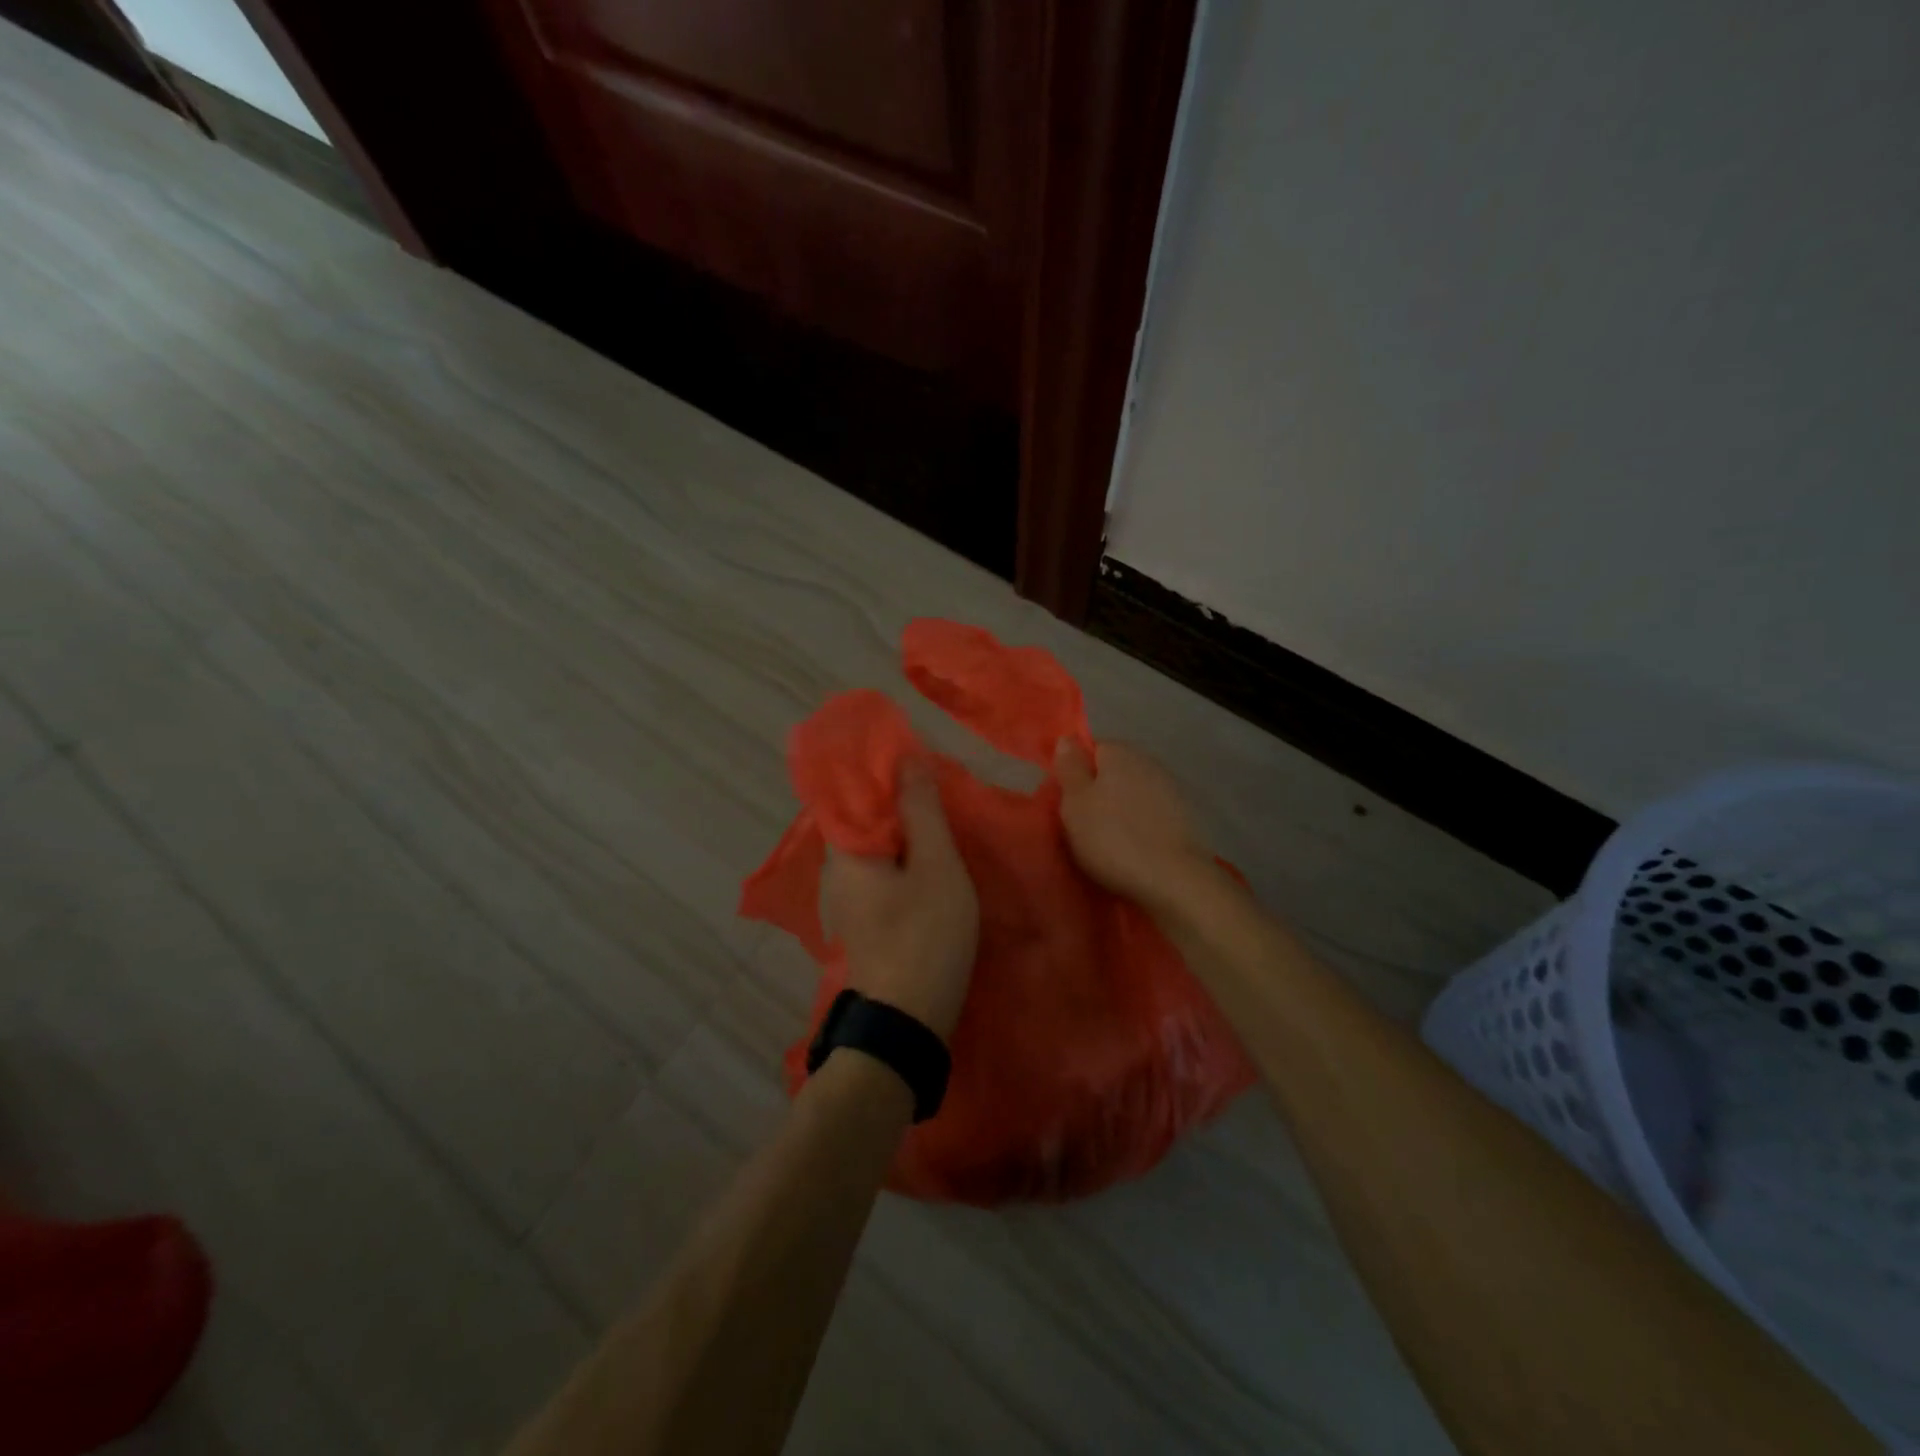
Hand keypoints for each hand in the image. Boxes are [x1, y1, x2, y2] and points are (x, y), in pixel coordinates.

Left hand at [822, 761, 979, 1042]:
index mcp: (845, 848)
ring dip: (905, 826)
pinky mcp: (866, 916)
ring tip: (942, 813)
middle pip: (864, 815)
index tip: (918, 755)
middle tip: (939, 783)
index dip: (883, 767)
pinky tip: (933, 854)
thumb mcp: (935, 866)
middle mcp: (837, 868)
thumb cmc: (924, 936)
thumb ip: (921, 810)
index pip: (851, 788)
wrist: (907, 1021)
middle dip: (898, 796)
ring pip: (876, 844)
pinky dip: (905, 854)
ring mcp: (849, 896)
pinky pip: (882, 868)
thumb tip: (908, 758)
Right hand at [1055, 740, 1216, 912]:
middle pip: (1113, 771)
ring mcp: (1172, 790)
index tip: (1066, 801)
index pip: (1091, 749)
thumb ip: (1070, 767)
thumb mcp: (1075, 802)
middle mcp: (1149, 762)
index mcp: (1120, 752)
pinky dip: (1141, 827)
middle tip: (1081, 825)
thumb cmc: (1113, 838)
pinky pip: (1151, 815)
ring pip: (1133, 794)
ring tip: (1107, 842)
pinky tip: (1134, 850)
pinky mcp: (1186, 818)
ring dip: (1120, 811)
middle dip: (1098, 793)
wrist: (1175, 880)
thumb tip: (1067, 739)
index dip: (1075, 773)